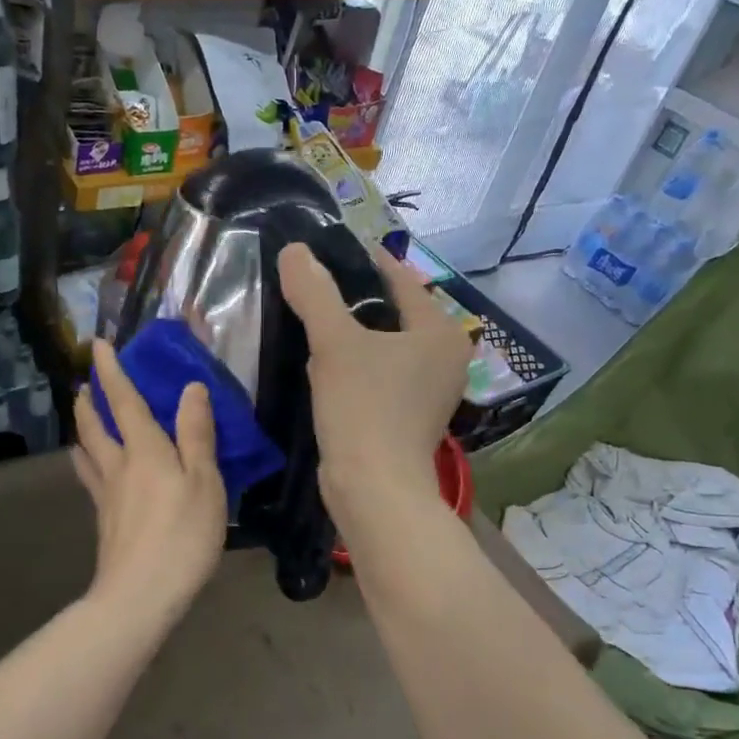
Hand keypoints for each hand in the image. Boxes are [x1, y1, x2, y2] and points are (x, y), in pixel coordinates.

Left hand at [73, 338, 227, 619]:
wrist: (140, 595)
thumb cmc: (182, 535)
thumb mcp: (204, 482)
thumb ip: (197, 434)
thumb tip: (190, 387)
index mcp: (145, 450)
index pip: (124, 401)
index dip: (112, 371)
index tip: (98, 345)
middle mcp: (118, 466)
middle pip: (95, 426)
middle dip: (88, 401)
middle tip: (83, 384)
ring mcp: (106, 495)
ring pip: (87, 452)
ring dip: (82, 429)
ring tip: (80, 419)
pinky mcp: (104, 521)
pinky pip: (91, 479)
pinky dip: (87, 463)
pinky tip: (93, 472)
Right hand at [277, 243, 471, 525]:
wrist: (373, 489)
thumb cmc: (364, 408)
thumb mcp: (335, 343)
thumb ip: (315, 293)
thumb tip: (294, 250)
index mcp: (440, 332)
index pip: (400, 279)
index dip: (362, 260)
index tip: (325, 249)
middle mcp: (444, 357)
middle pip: (391, 312)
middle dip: (352, 299)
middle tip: (310, 283)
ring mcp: (428, 389)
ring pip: (382, 344)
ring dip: (350, 333)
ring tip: (309, 316)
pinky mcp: (408, 415)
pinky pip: (378, 373)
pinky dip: (354, 364)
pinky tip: (320, 362)